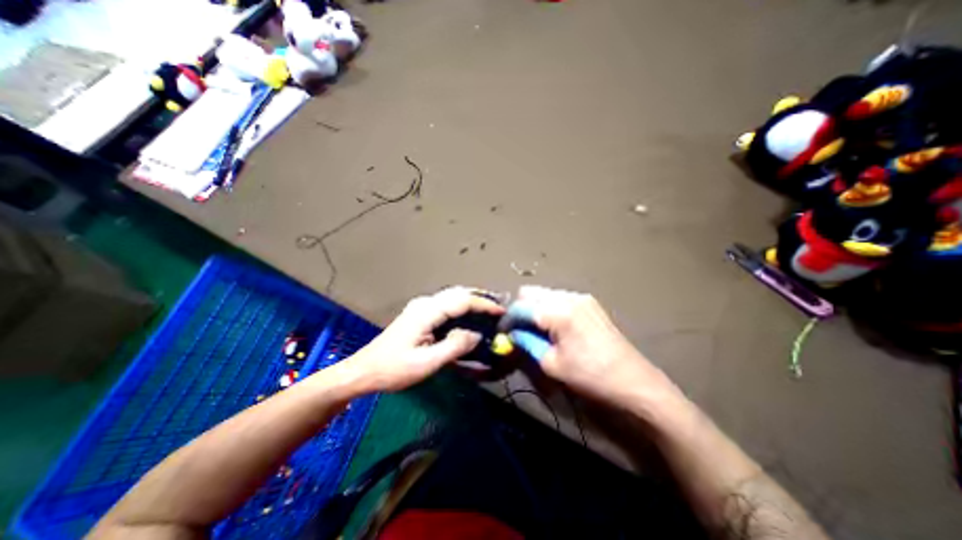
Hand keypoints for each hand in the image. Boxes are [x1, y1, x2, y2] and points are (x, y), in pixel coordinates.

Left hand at [344, 286, 503, 392]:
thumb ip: (454, 346)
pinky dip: (461, 308)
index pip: (462, 301)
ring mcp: (421, 307)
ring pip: (453, 297)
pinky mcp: (420, 314)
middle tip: (498, 309)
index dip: (484, 305)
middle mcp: (425, 304)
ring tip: (489, 312)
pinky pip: (446, 305)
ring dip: (471, 301)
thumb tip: (477, 335)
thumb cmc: (393, 369)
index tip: (501, 312)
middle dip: (480, 298)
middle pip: (458, 293)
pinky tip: (469, 317)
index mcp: (426, 312)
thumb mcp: (426, 363)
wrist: (364, 371)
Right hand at [511, 286, 682, 405]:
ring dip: (535, 309)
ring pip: (544, 294)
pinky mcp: (589, 302)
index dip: (507, 320)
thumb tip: (512, 334)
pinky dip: (550, 309)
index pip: (520, 307)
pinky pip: (559, 299)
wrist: (634, 382)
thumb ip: (526, 343)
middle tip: (520, 331)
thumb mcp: (551, 364)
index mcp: (558, 311)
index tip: (503, 333)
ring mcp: (581, 297)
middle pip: (530, 293)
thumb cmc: (590, 376)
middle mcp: (568, 296)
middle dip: (521, 311)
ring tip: (538, 331)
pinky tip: (556, 328)